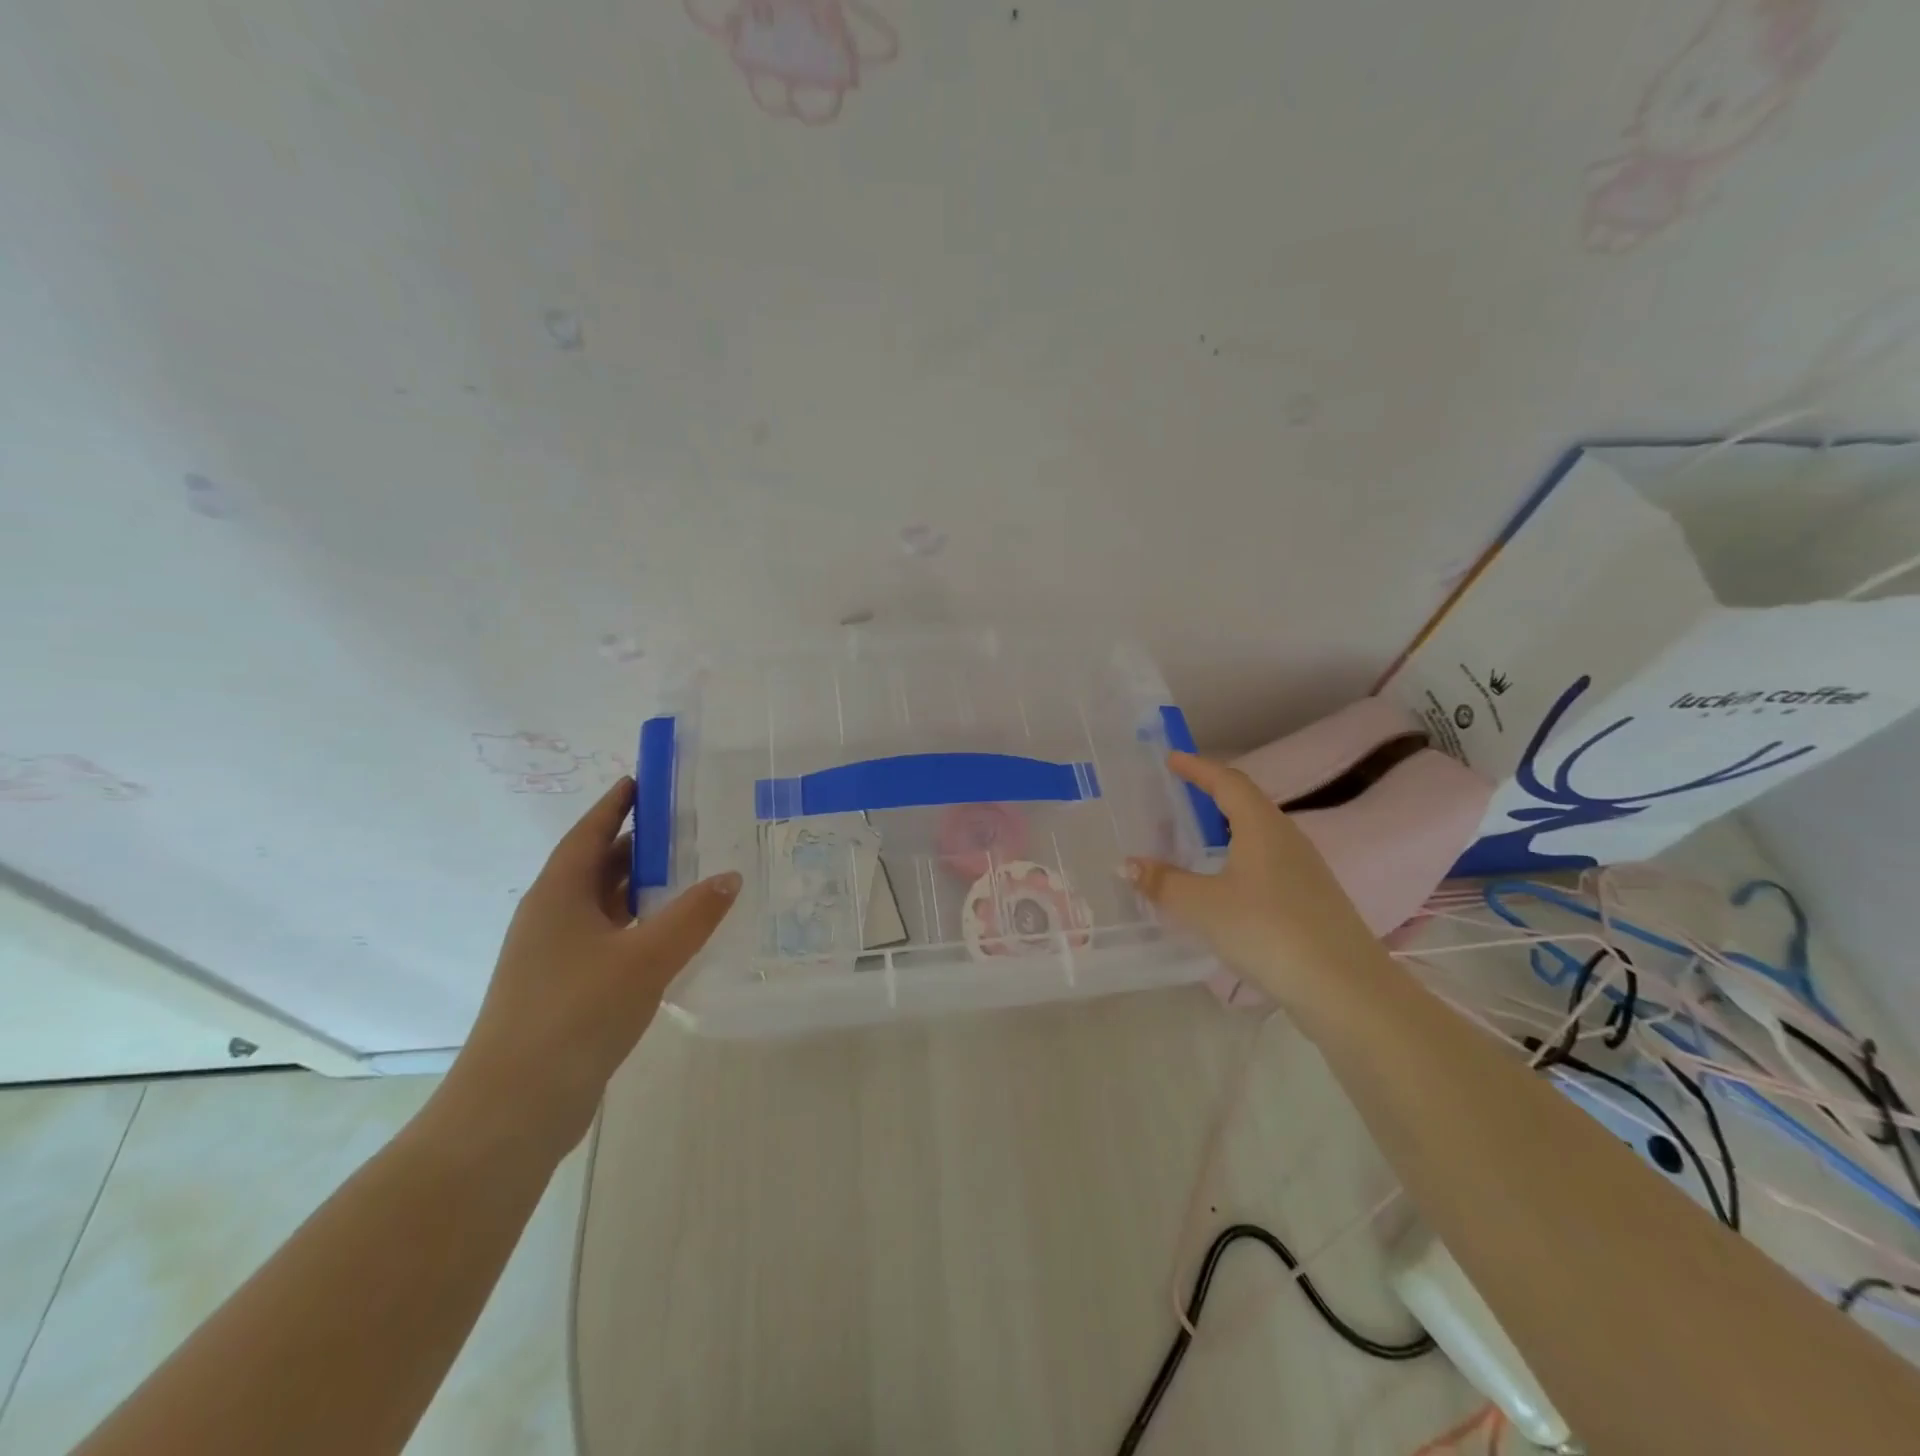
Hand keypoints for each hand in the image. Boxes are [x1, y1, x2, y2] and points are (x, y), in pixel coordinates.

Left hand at [443, 777, 740, 1151]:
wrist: (514, 1107)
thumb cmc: (576, 1013)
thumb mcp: (646, 957)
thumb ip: (694, 914)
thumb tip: (730, 876)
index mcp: (558, 895)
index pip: (590, 832)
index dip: (616, 804)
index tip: (645, 780)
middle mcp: (550, 917)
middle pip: (596, 866)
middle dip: (637, 844)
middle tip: (687, 827)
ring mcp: (553, 956)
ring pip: (602, 905)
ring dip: (639, 888)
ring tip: (689, 874)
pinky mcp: (563, 990)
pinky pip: (607, 938)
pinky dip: (637, 926)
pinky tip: (670, 936)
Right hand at [1126, 752, 1376, 1003]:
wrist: (1345, 989)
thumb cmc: (1267, 931)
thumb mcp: (1202, 906)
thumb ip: (1163, 883)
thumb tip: (1127, 864)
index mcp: (1262, 827)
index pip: (1227, 782)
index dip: (1198, 767)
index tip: (1172, 758)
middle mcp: (1287, 839)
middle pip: (1247, 804)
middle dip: (1211, 796)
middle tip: (1179, 797)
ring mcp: (1305, 870)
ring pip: (1258, 836)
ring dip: (1226, 830)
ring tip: (1196, 839)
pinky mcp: (1312, 900)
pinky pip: (1267, 863)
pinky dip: (1239, 860)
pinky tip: (1225, 885)